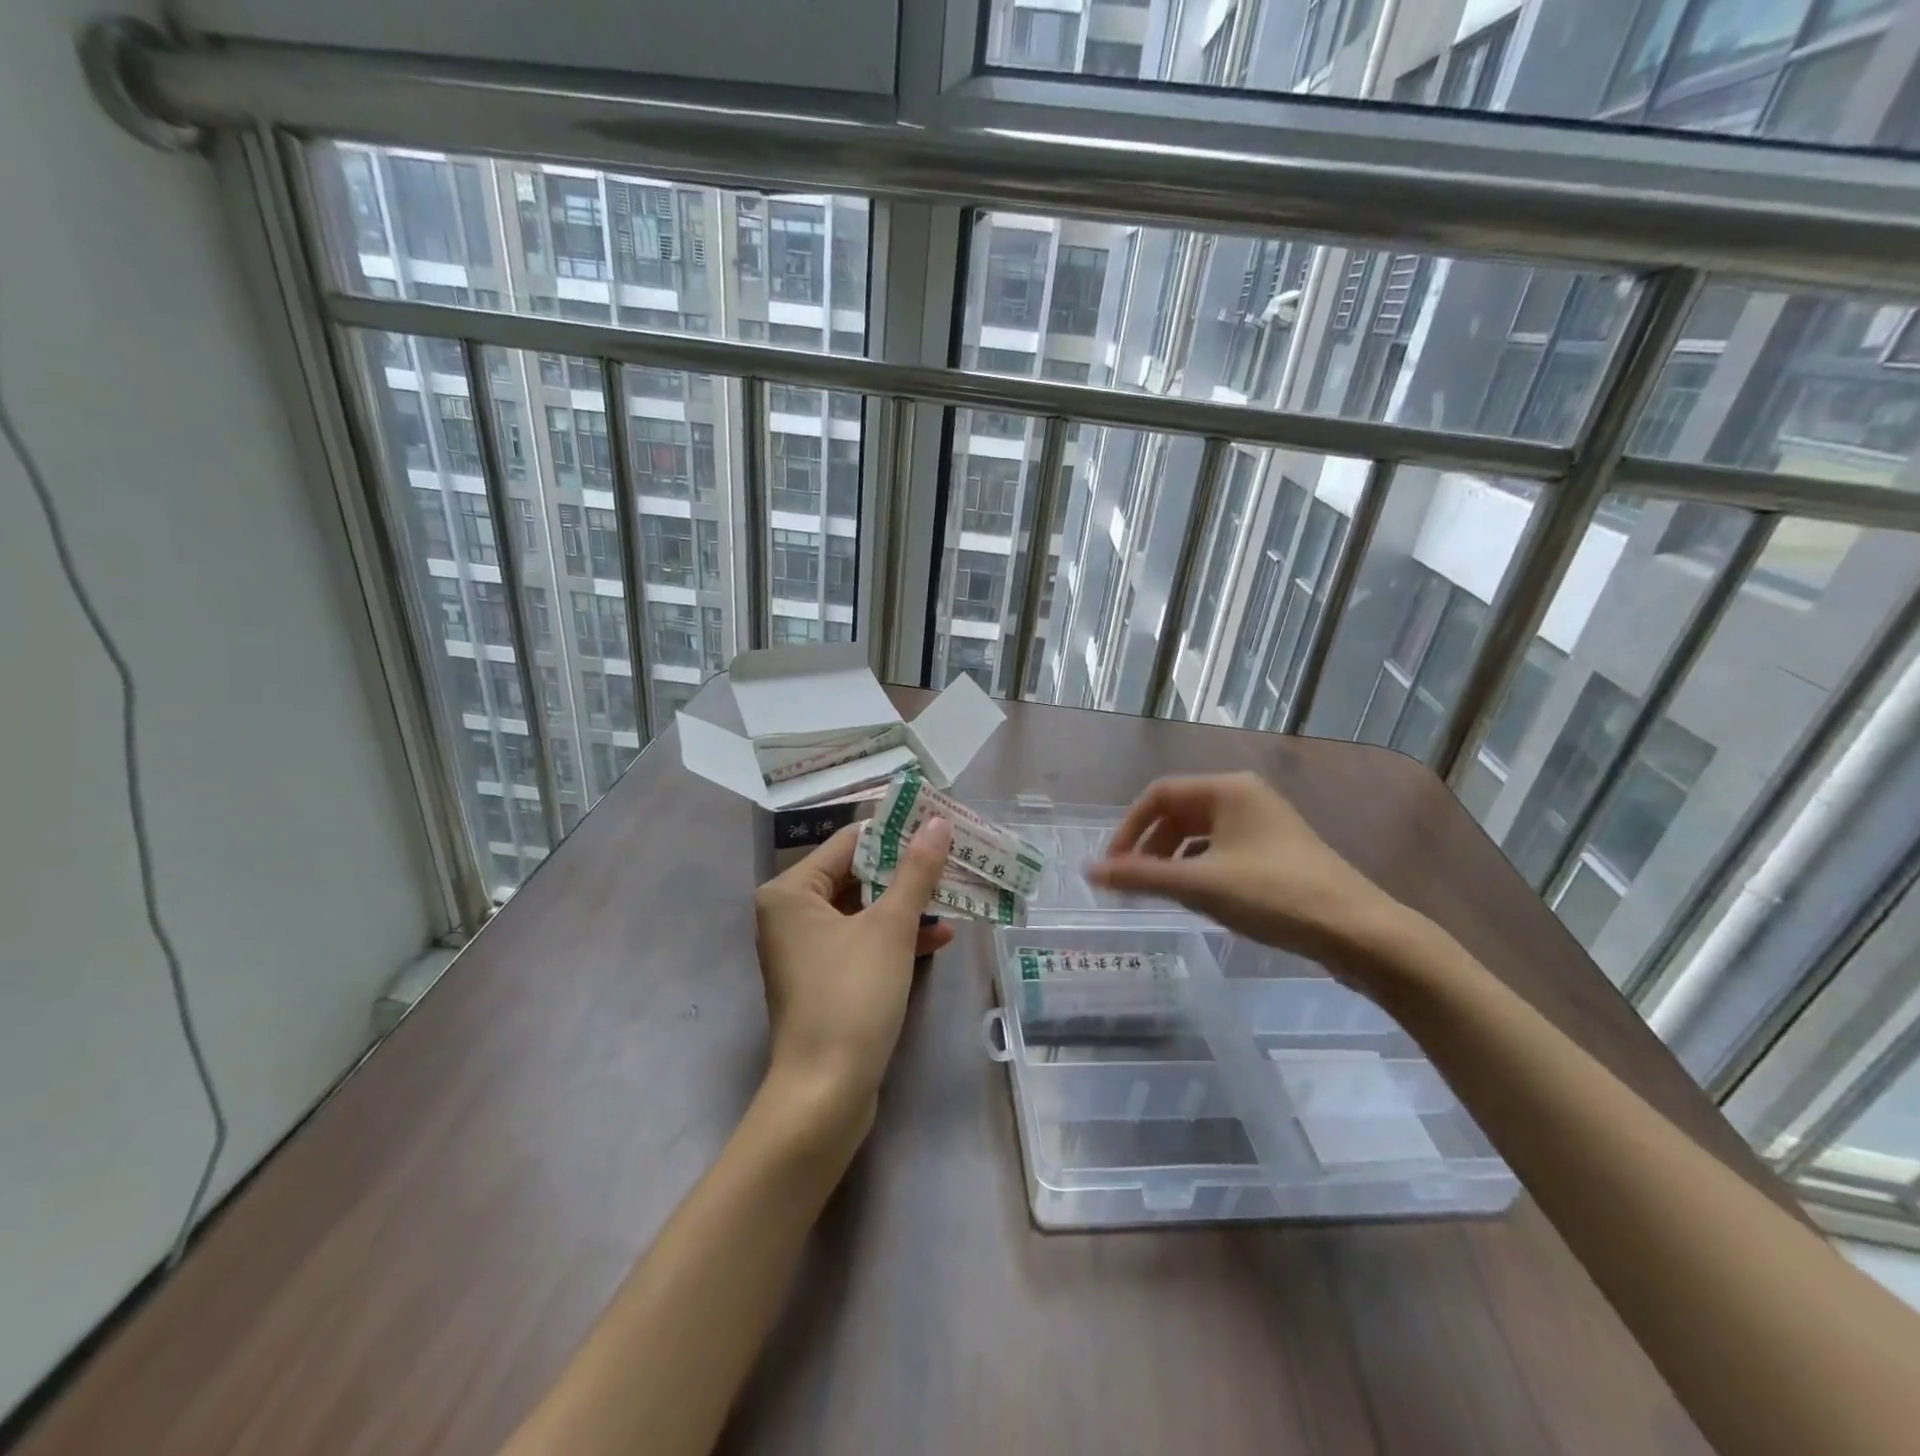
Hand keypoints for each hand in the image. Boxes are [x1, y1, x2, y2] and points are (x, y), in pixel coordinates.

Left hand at [753, 817, 954, 1123]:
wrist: (825, 1094)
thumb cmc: (852, 997)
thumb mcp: (890, 928)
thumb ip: (916, 871)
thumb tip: (938, 821)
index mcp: (791, 891)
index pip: (850, 842)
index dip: (896, 831)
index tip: (938, 822)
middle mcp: (791, 914)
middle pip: (857, 875)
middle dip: (907, 871)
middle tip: (953, 855)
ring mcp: (806, 949)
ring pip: (864, 910)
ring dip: (907, 905)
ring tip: (955, 893)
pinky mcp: (824, 979)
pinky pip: (862, 942)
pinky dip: (896, 938)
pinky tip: (939, 938)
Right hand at [1087, 772, 1414, 974]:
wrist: (1359, 932)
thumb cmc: (1274, 896)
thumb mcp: (1199, 886)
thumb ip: (1140, 877)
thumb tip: (1089, 872)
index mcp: (1227, 789)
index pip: (1158, 795)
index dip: (1127, 829)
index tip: (1113, 867)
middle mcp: (1245, 796)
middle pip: (1179, 813)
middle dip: (1150, 846)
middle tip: (1132, 883)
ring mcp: (1264, 823)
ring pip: (1200, 834)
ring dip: (1173, 860)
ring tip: (1161, 893)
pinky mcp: (1277, 851)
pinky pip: (1222, 850)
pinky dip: (1200, 869)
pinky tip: (1199, 898)